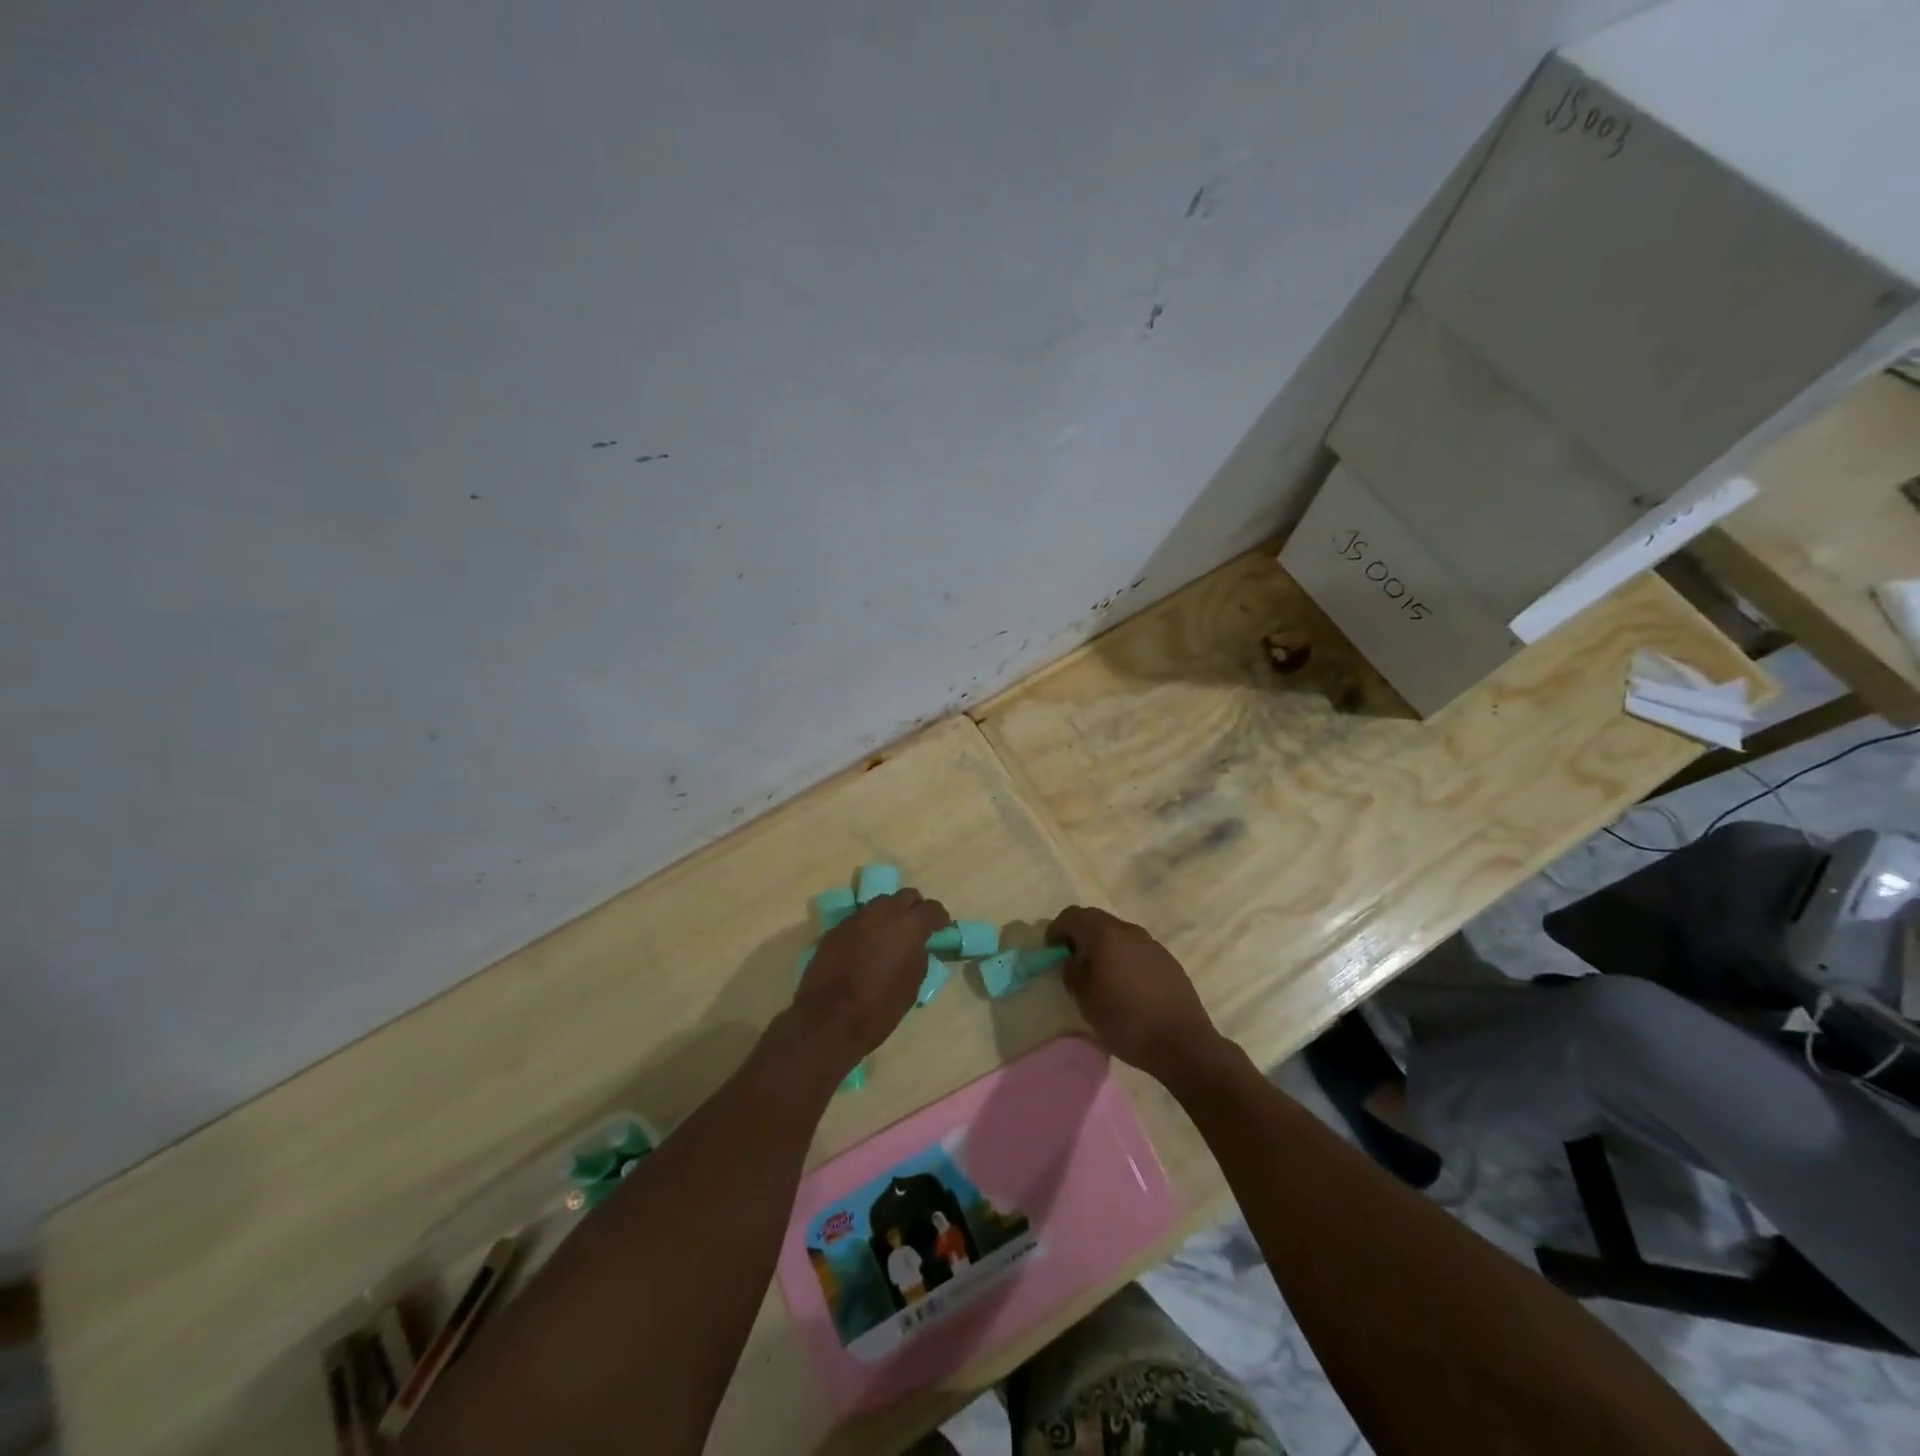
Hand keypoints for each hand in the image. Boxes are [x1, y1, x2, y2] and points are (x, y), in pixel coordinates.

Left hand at [788, 889, 948, 1076]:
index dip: (939, 918)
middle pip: (905, 896)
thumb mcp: (912, 983)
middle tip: (915, 928)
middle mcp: (883, 912)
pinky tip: (865, 947)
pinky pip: (859, 920)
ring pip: (880, 905)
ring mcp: (857, 918)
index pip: (932, 908)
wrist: (830, 1018)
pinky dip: (867, 928)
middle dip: (914, 909)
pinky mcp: (836, 928)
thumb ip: (919, 955)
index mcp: (909, 925)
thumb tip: (916, 945)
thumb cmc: (880, 1007)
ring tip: (888, 937)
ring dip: (889, 915)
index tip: (940, 929)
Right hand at [1047, 906, 1229, 1088]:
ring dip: (1102, 946)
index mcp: (1106, 936)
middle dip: (1079, 935)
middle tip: (1070, 960)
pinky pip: (1136, 948)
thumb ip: (1074, 974)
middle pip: (1096, 920)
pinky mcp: (1167, 959)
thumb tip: (1073, 962)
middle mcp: (1129, 931)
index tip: (1051, 950)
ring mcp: (1152, 944)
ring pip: (1118, 933)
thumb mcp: (1087, 1003)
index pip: (1073, 916)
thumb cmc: (1127, 1023)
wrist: (1183, 1044)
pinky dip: (1122, 956)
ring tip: (1098, 974)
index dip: (1057, 929)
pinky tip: (1125, 984)